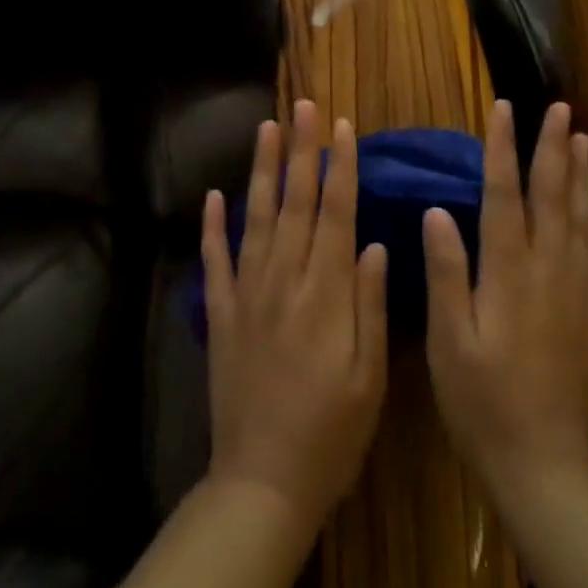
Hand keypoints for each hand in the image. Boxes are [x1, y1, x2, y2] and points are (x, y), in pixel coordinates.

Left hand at [202, 99, 389, 529]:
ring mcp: (247, 293)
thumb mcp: (370, 377)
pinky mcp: (220, 314)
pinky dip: (212, 227)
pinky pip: (214, 261)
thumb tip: (374, 242)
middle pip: (296, 202)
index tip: (341, 127)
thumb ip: (370, 305)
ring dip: (262, 170)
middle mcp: (285, 279)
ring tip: (266, 128)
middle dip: (301, 150)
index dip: (340, 167)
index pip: (336, 213)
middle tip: (303, 106)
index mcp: (326, 292)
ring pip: (256, 218)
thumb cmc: (332, 434)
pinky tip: (214, 195)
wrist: (263, 482)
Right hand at [423, 101, 587, 503]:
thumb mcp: (448, 340)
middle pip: (551, 197)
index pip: (504, 194)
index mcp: (508, 272)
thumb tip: (438, 211)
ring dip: (580, 178)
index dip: (503, 148)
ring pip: (579, 222)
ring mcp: (575, 295)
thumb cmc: (482, 403)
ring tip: (583, 141)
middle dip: (553, 148)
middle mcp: (547, 272)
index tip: (505, 109)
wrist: (545, 467)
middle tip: (560, 108)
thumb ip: (446, 272)